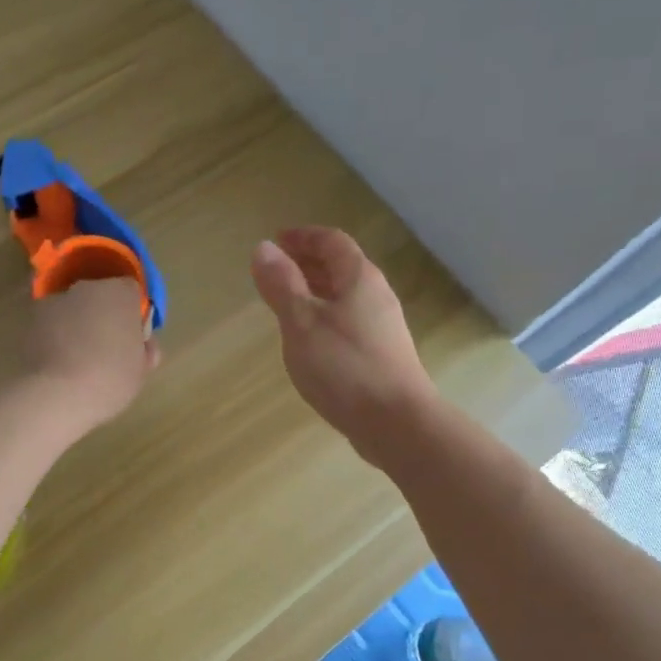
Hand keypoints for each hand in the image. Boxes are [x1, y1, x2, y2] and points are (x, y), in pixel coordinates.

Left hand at [25, 277, 160, 430]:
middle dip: (102, 315)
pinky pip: (50, 325)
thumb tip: (143, 346)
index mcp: (120, 294)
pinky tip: (57, 363)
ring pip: (72, 309)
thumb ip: (144, 351)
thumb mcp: (141, 371)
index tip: (131, 335)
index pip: (130, 290)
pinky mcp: (30, 320)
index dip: (132, 312)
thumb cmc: (109, 380)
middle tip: (106, 348)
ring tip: (77, 359)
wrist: (56, 396)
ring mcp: (55, 302)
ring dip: (76, 324)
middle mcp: (86, 288)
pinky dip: (54, 336)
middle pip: (99, 296)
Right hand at [250, 227, 437, 457]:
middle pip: (342, 267)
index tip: (276, 240)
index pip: (332, 241)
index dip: (303, 237)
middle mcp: (376, 296)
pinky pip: (349, 321)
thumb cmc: (344, 366)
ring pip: (345, 297)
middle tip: (276, 271)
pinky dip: (325, 318)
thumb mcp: (301, 322)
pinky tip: (309, 340)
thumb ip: (281, 284)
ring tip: (286, 303)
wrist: (397, 423)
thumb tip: (263, 248)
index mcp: (360, 279)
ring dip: (315, 292)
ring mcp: (382, 328)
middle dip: (308, 263)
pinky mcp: (382, 356)